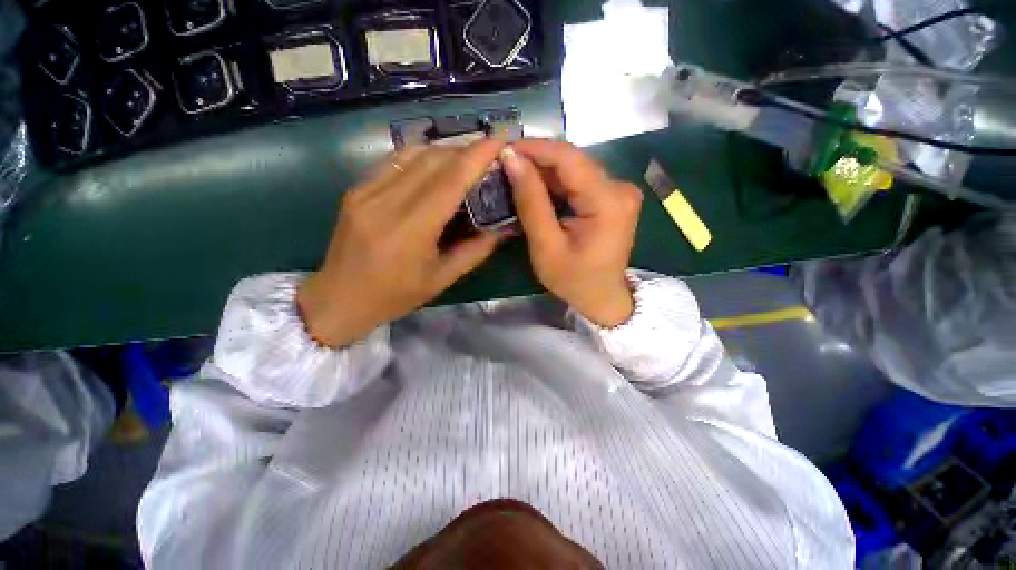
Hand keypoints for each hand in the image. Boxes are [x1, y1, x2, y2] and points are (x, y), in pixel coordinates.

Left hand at [298, 141, 505, 347]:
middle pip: (432, 160)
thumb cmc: (394, 296)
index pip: (449, 181)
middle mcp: (385, 203)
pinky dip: (421, 158)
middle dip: (465, 152)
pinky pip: (395, 162)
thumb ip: (474, 251)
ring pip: (412, 154)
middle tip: (487, 157)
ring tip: (465, 161)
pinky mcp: (356, 189)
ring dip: (444, 152)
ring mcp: (366, 192)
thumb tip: (502, 228)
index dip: (476, 157)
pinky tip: (435, 168)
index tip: (499, 141)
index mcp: (410, 231)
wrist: (338, 298)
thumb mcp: (441, 280)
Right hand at [500, 140, 641, 326]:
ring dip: (543, 171)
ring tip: (514, 175)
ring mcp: (618, 191)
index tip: (504, 149)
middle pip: (573, 161)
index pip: (569, 158)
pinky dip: (555, 183)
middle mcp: (620, 188)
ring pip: (574, 169)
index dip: (535, 148)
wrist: (602, 298)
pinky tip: (535, 187)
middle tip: (505, 164)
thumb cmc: (574, 280)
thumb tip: (512, 159)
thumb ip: (531, 201)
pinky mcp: (612, 197)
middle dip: (536, 160)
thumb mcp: (546, 246)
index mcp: (608, 201)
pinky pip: (579, 181)